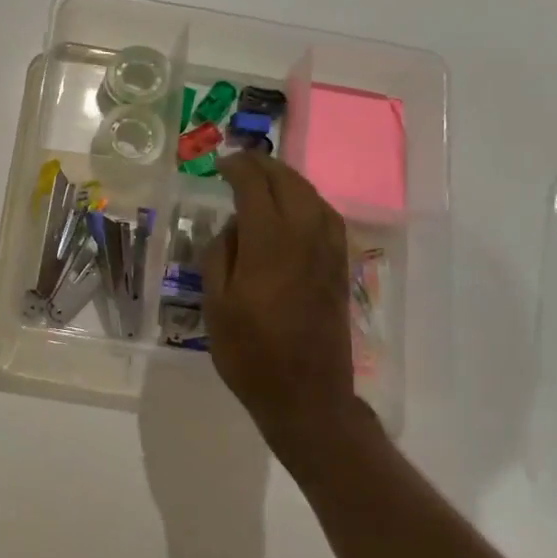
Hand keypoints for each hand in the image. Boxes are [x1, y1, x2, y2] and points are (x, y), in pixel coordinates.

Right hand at [202, 154, 371, 467]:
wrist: (307, 394)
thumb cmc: (250, 353)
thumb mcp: (216, 306)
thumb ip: (219, 256)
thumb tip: (232, 226)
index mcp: (269, 243)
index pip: (255, 186)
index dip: (237, 168)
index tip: (220, 164)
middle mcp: (305, 236)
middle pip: (288, 182)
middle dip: (264, 166)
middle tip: (240, 163)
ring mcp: (329, 250)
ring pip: (312, 195)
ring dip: (288, 179)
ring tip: (266, 179)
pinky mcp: (340, 266)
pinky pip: (327, 217)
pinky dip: (309, 200)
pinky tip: (296, 209)